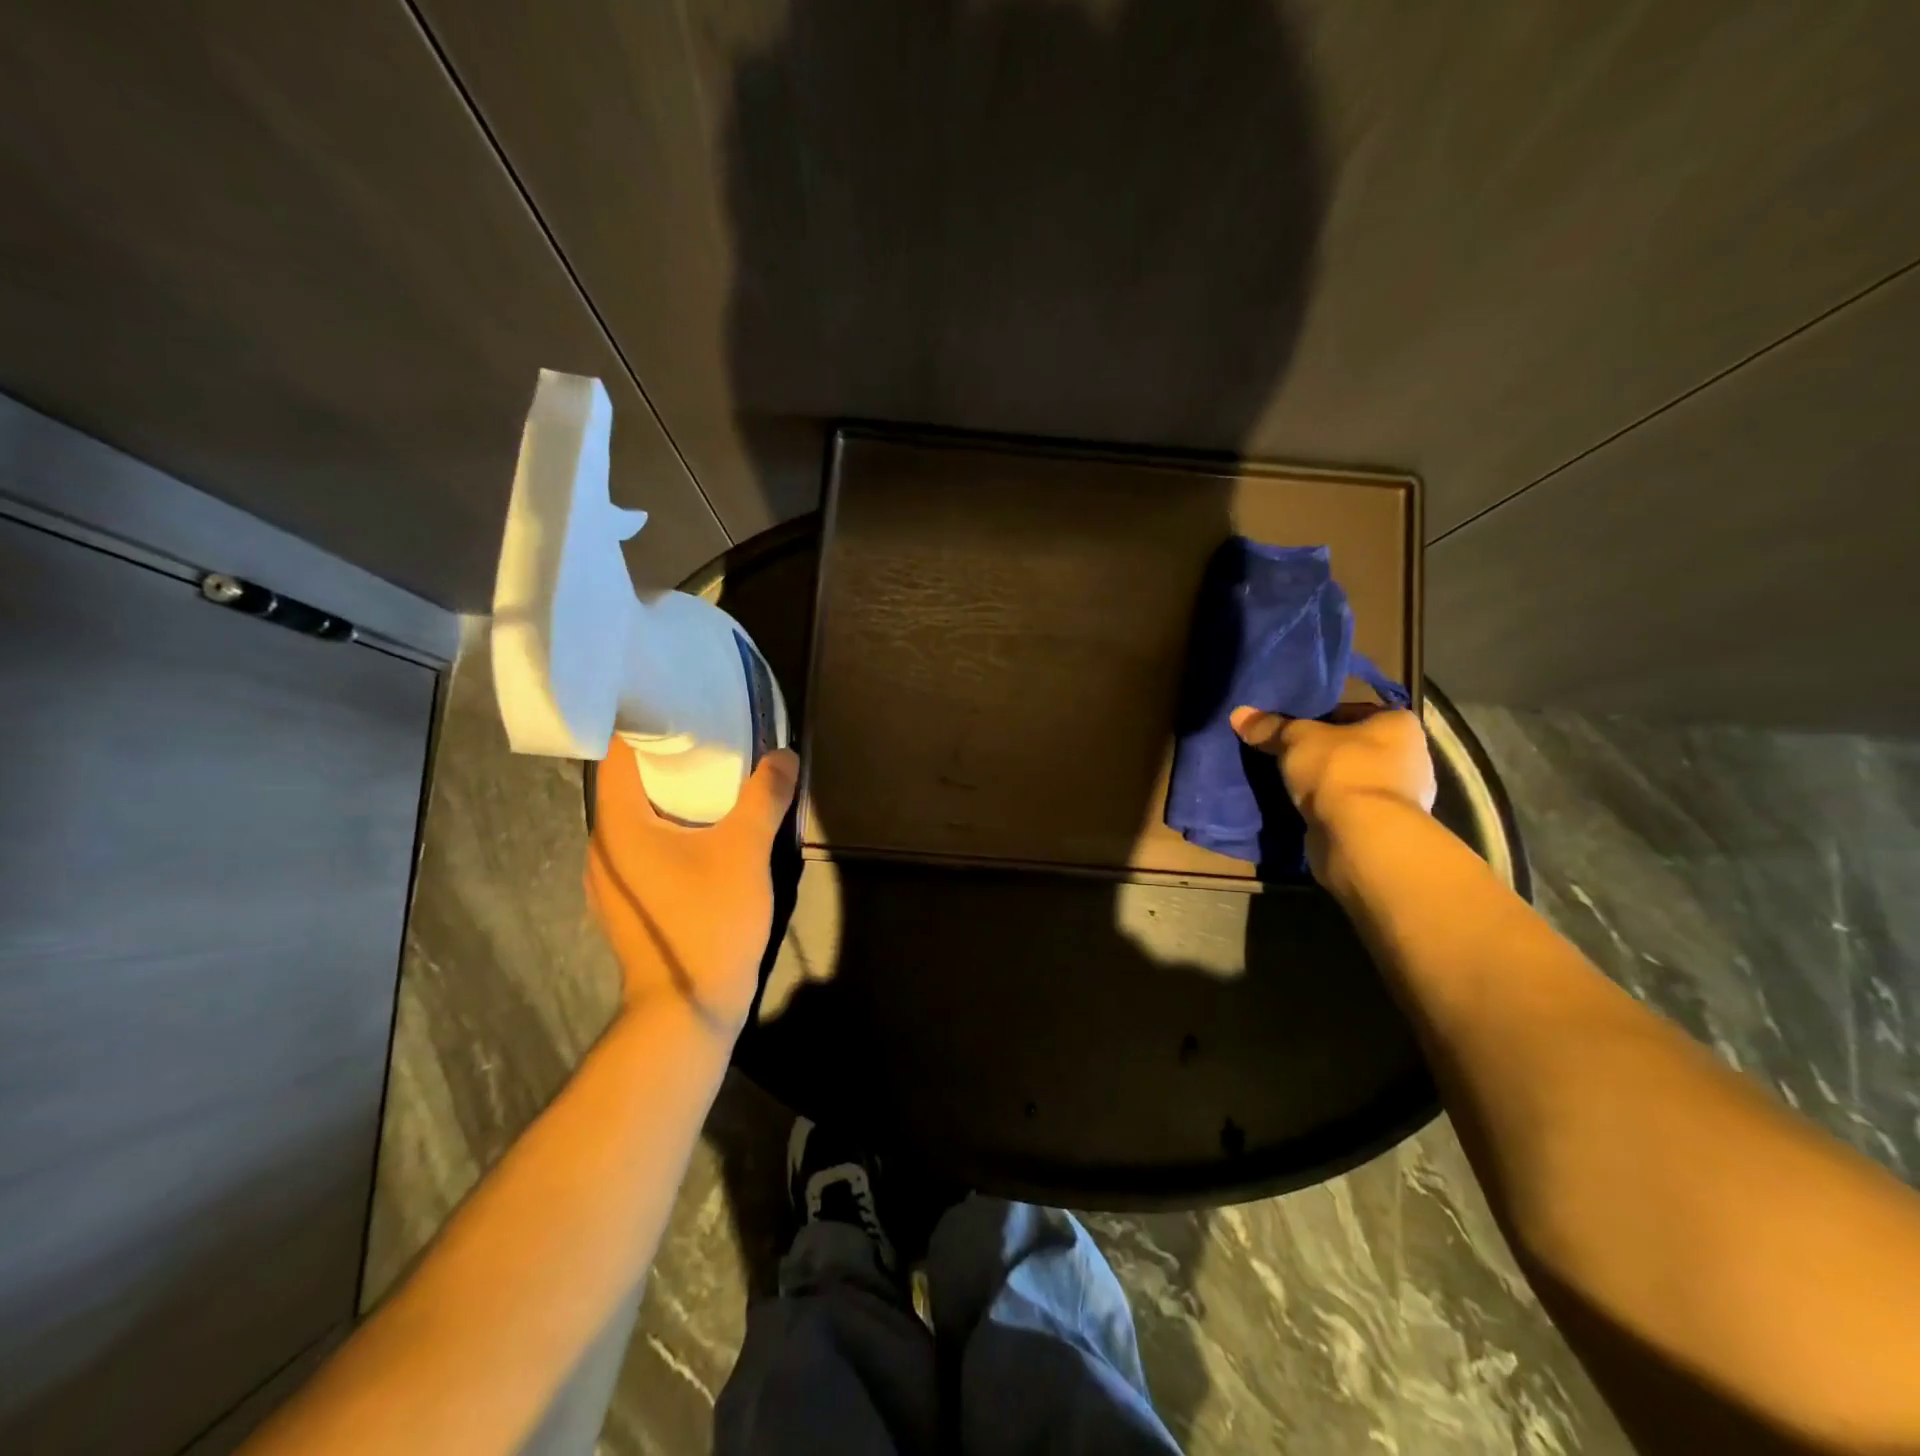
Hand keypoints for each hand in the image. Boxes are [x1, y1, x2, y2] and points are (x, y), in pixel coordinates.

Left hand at [585, 740, 798, 1035]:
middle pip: (629, 785)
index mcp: (618, 824)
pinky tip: (705, 834)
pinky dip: (670, 830)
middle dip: (668, 759)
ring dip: (670, 798)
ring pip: (637, 820)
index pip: (620, 754)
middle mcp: (603, 847)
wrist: (687, 1007)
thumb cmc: (708, 920)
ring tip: (712, 781)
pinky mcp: (628, 903)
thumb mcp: (746, 850)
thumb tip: (784, 756)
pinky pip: (644, 848)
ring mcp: (611, 880)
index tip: (683, 708)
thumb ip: (765, 797)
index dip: (648, 725)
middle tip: (711, 739)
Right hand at [1230, 704, 1435, 883]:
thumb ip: (1270, 727)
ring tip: (1291, 784)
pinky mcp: (1386, 828)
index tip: (1294, 729)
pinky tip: (1304, 810)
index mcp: (1399, 724)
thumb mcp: (1296, 740)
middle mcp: (1411, 757)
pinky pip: (1352, 809)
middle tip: (1288, 755)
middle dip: (1324, 753)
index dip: (1322, 718)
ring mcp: (1403, 797)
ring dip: (1327, 784)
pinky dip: (1331, 809)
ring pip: (1353, 780)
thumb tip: (1238, 714)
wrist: (1361, 836)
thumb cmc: (1339, 770)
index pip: (1356, 711)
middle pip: (1356, 747)